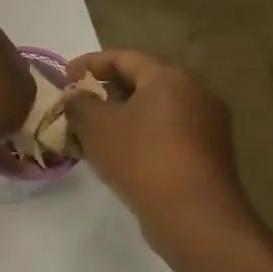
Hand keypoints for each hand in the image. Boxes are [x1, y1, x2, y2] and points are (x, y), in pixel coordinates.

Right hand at [63, 49, 257, 261]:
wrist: (193, 214)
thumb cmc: (141, 158)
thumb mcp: (96, 126)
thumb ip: (79, 104)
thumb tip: (76, 96)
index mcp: (169, 77)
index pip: (124, 57)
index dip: (89, 63)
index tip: (63, 77)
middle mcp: (195, 93)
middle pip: (142, 83)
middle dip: (105, 93)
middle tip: (77, 108)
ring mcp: (207, 125)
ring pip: (154, 112)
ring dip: (121, 119)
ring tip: (91, 136)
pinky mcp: (208, 155)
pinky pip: (166, 135)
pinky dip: (140, 138)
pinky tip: (118, 158)